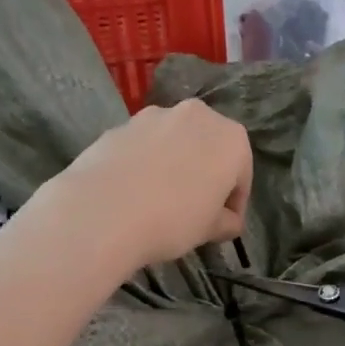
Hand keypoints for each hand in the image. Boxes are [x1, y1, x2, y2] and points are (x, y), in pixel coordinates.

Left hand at [42, 100, 252, 267]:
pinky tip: (134, 191)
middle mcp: (197, 116)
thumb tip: (229, 222)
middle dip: (206, 175)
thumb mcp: (209, 230)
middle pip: (208, 149)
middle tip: (195, 209)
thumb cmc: (172, 220)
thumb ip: (226, 223)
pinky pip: (143, 146)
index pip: (241, 175)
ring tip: (161, 199)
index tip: (224, 225)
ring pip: (175, 143)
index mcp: (231, 139)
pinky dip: (145, 163)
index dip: (235, 203)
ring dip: (175, 165)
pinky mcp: (121, 124)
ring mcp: (155, 115)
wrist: (103, 211)